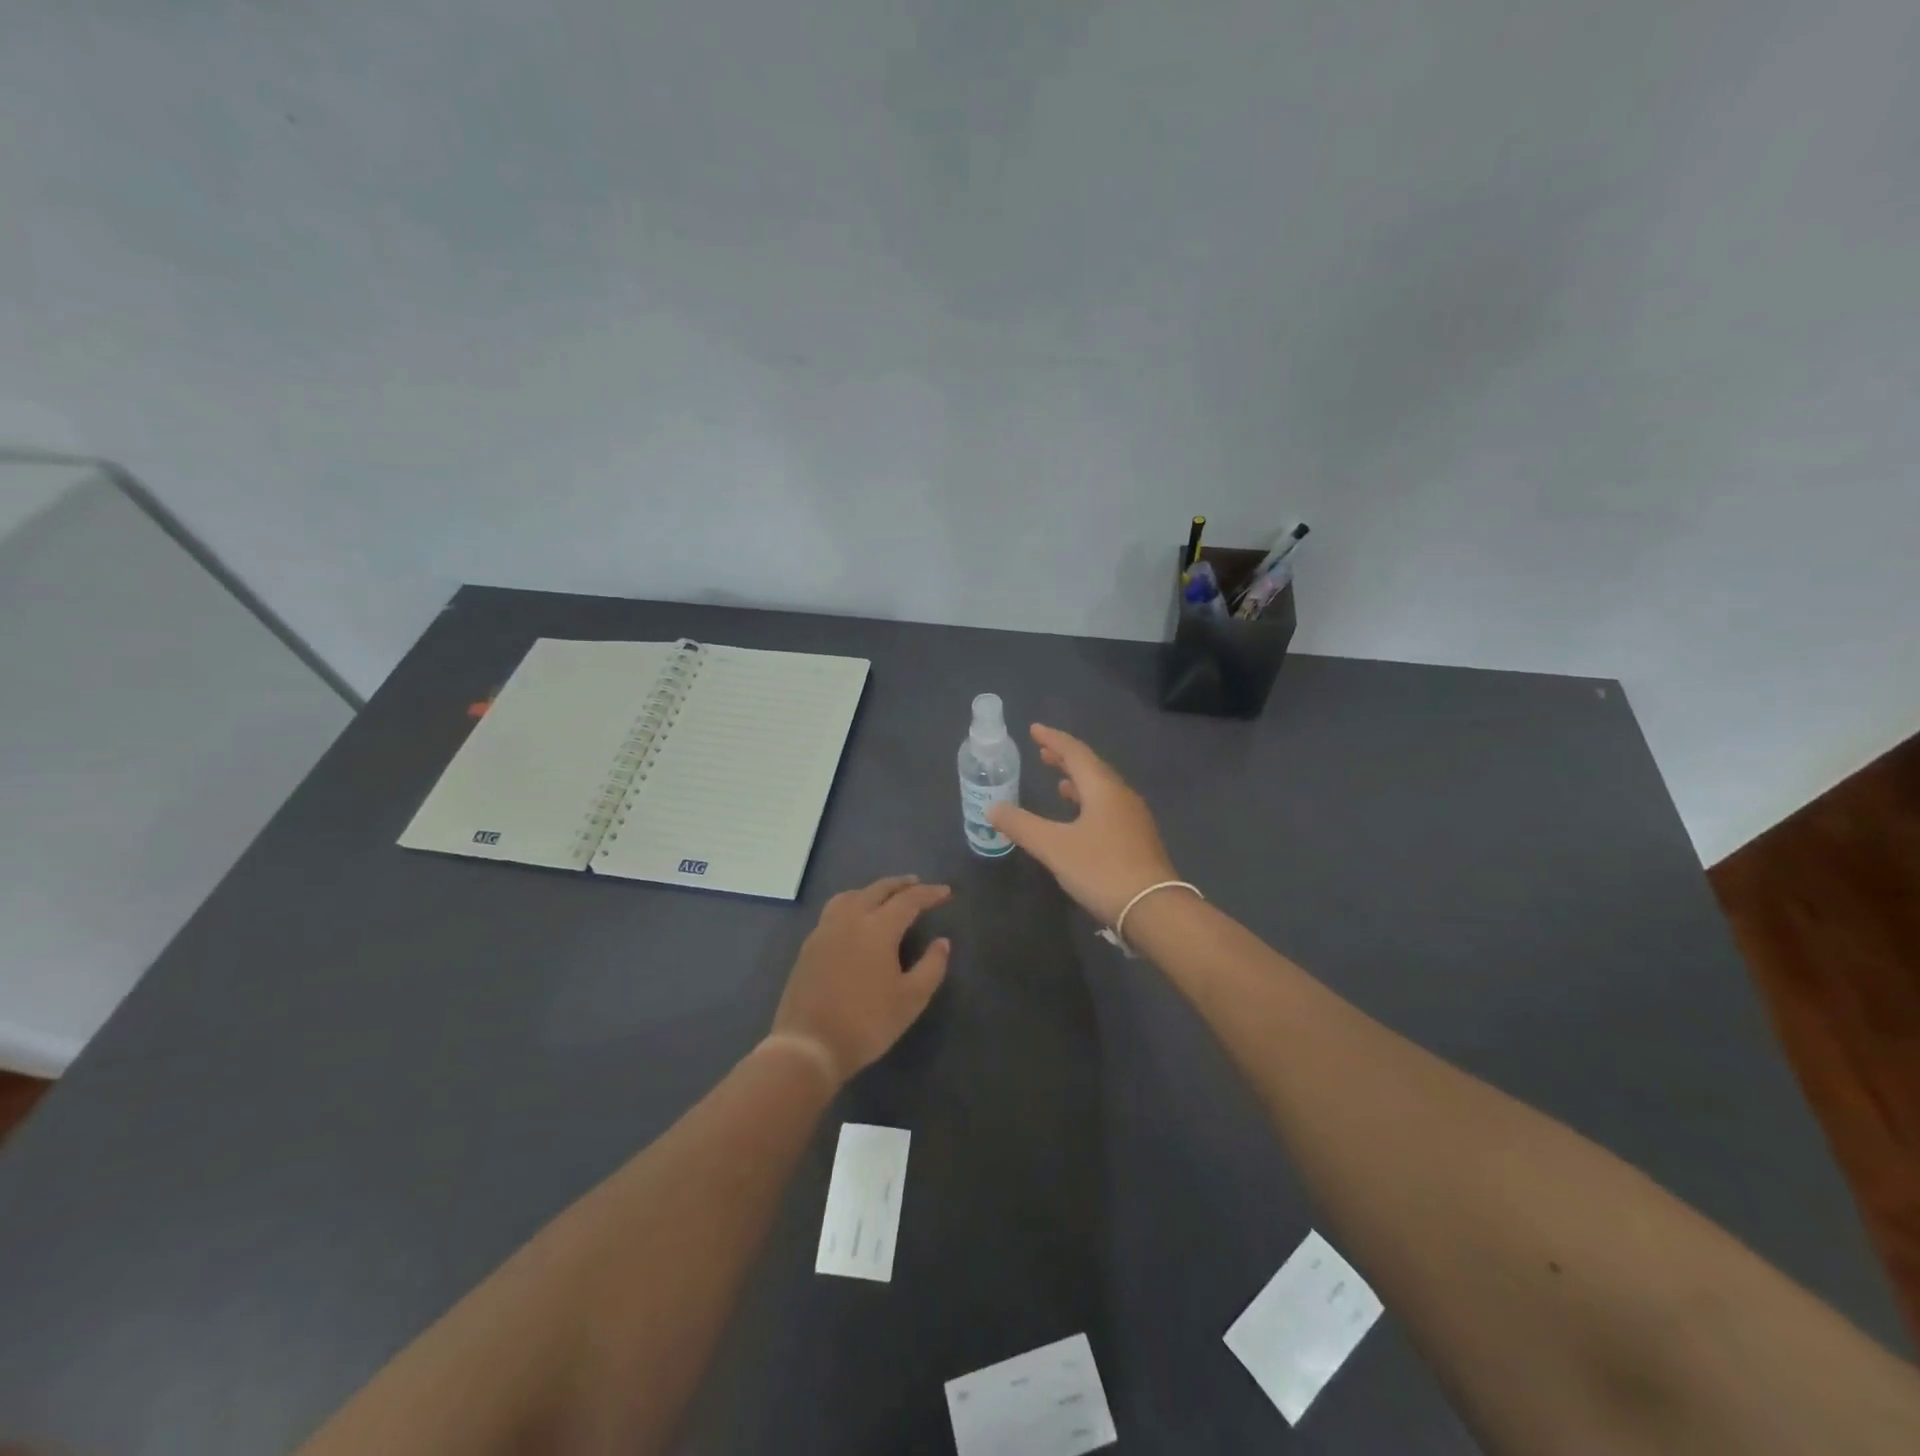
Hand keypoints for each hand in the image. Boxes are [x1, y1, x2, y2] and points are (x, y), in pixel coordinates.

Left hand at [768, 876, 951, 1085]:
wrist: (809, 1045)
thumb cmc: (867, 1023)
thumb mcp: (911, 999)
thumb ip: (932, 966)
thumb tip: (942, 942)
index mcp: (878, 927)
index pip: (908, 900)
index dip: (929, 894)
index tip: (945, 892)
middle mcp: (850, 919)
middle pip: (878, 890)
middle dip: (900, 885)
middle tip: (917, 884)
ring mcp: (825, 930)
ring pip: (852, 896)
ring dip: (873, 890)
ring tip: (885, 896)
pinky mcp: (809, 945)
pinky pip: (834, 910)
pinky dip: (852, 903)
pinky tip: (855, 919)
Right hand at [987, 725, 1178, 924]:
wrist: (1153, 909)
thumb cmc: (1101, 869)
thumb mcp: (1054, 847)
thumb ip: (1022, 825)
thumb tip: (993, 808)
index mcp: (1103, 788)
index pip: (1075, 752)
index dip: (1053, 739)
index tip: (1034, 729)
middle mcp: (1121, 795)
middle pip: (1092, 768)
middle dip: (1066, 758)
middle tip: (1042, 752)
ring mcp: (1133, 818)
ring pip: (1102, 789)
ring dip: (1079, 781)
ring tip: (1060, 782)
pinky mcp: (1138, 839)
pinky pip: (1109, 807)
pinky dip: (1089, 802)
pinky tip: (1081, 818)